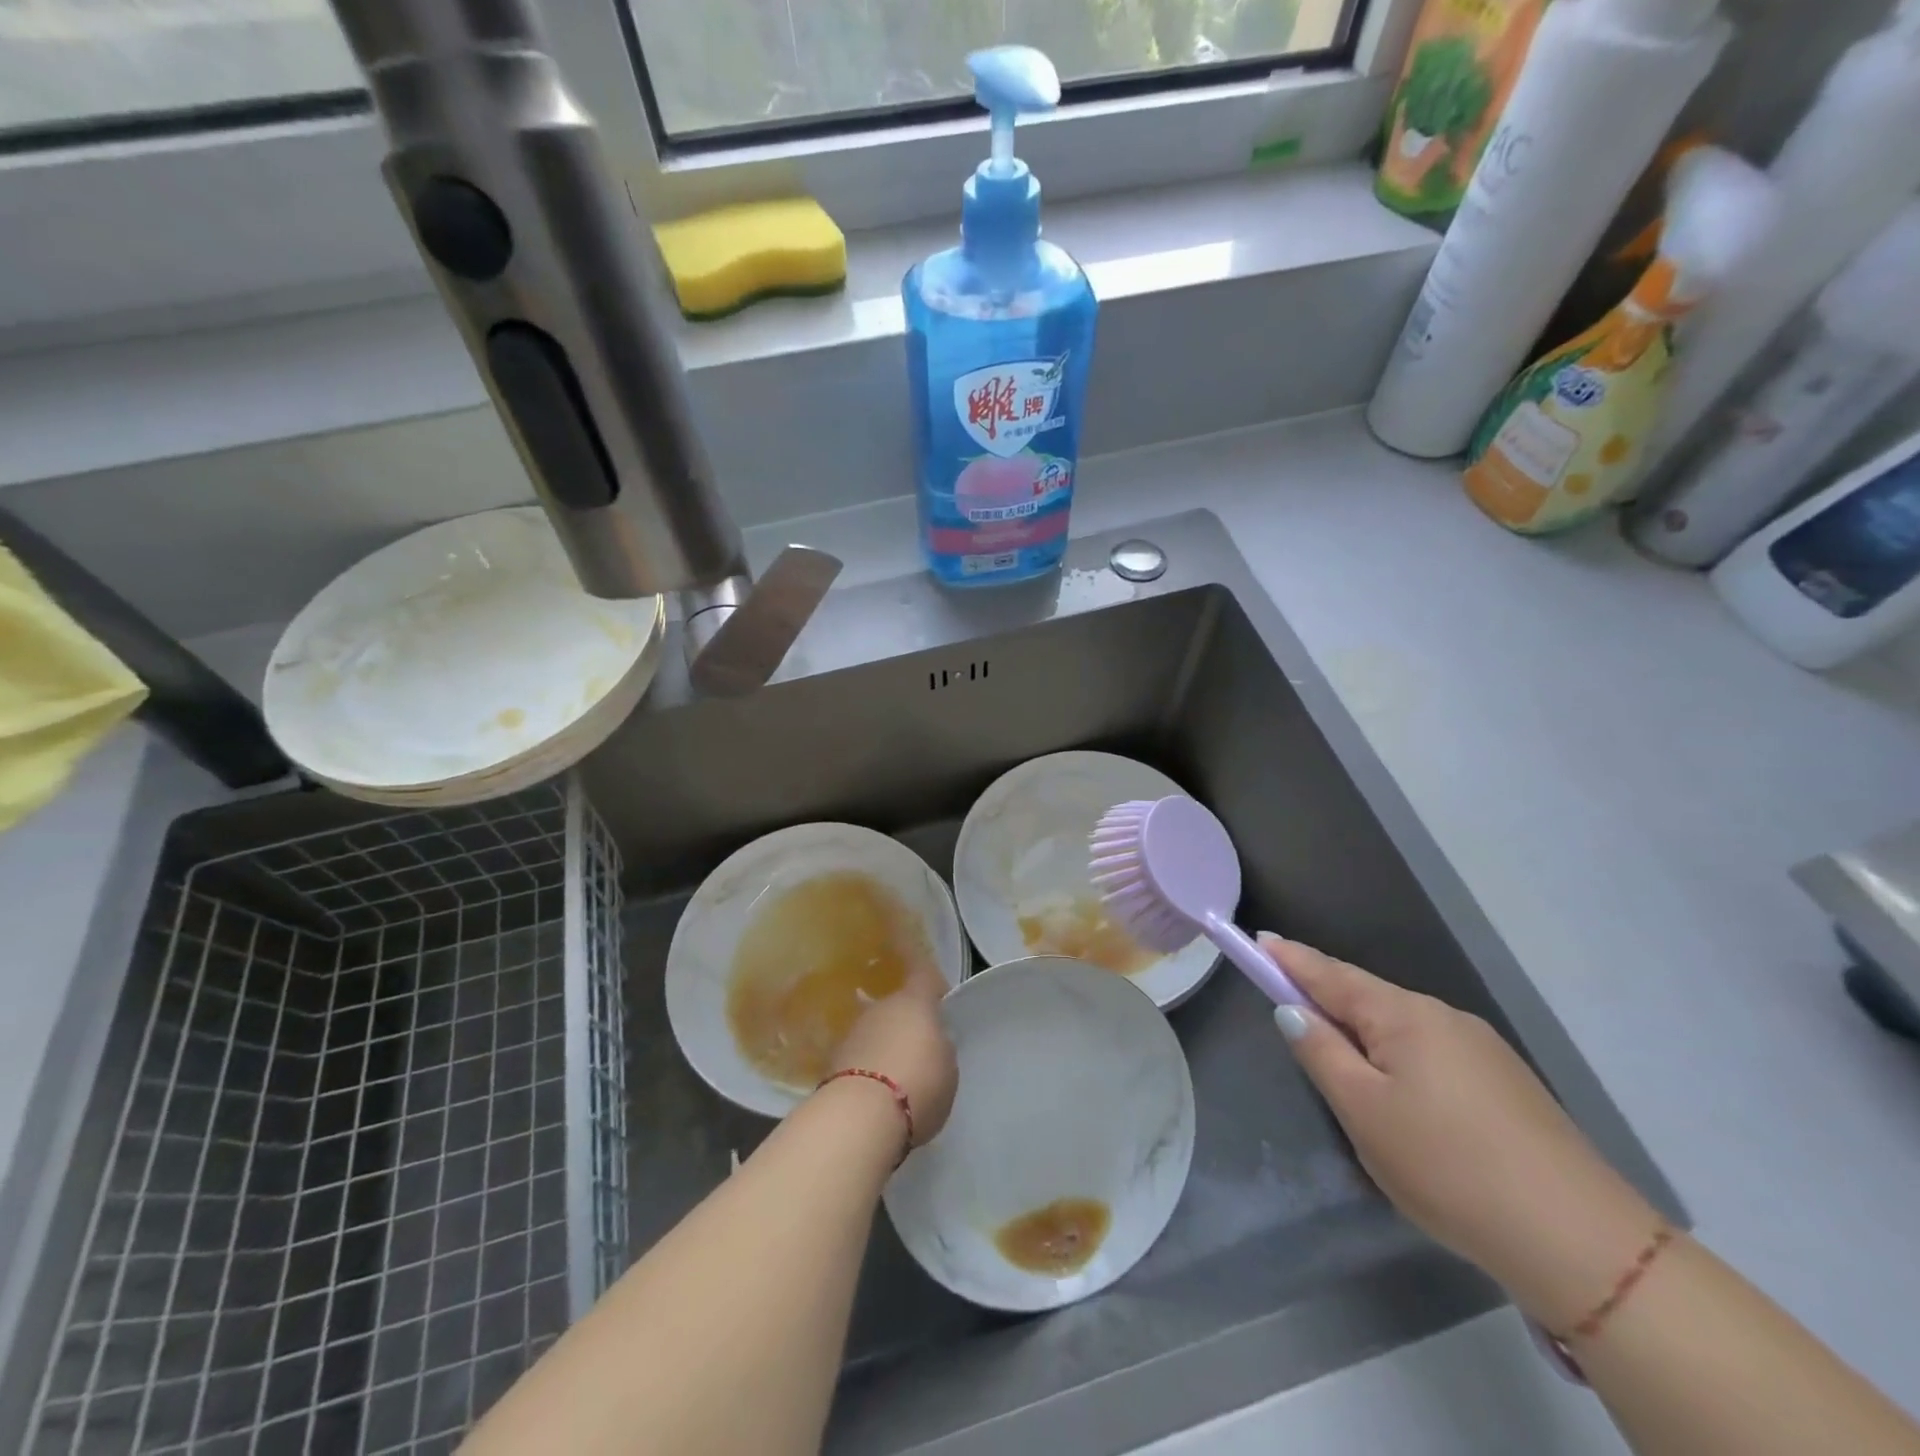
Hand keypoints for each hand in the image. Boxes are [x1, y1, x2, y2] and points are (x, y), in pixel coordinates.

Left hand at [827, 961, 957, 1149]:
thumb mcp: (948, 1067)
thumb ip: (940, 1047)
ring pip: (876, 1031)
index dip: (928, 978)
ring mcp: (854, 1031)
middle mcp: (881, 1007)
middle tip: (919, 1051)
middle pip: (897, 1007)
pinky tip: (877, 1093)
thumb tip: (931, 1041)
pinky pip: (860, 1055)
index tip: (935, 988)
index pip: (922, 973)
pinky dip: (868, 1068)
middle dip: (906, 1024)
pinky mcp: (834, 1059)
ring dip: (885, 1046)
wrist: (861, 1115)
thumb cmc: (919, 1084)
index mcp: (914, 1002)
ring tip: (897, 1078)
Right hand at [1264, 935, 1661, 1332]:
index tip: (1257, 939)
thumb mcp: (1364, 1112)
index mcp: (1403, 1015)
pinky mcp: (1507, 1084)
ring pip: (1401, 1029)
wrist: (1581, 1242)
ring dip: (1364, 1034)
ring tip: (1344, 1070)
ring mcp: (1482, 1049)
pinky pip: (1431, 1053)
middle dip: (1326, 1000)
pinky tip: (1402, 1097)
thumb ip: (1321, 1053)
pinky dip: (1398, 1058)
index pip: (1329, 974)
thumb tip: (1292, 1010)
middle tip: (1289, 1013)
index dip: (1289, 958)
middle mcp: (1443, 1017)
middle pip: (1366, 997)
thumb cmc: (1448, 1166)